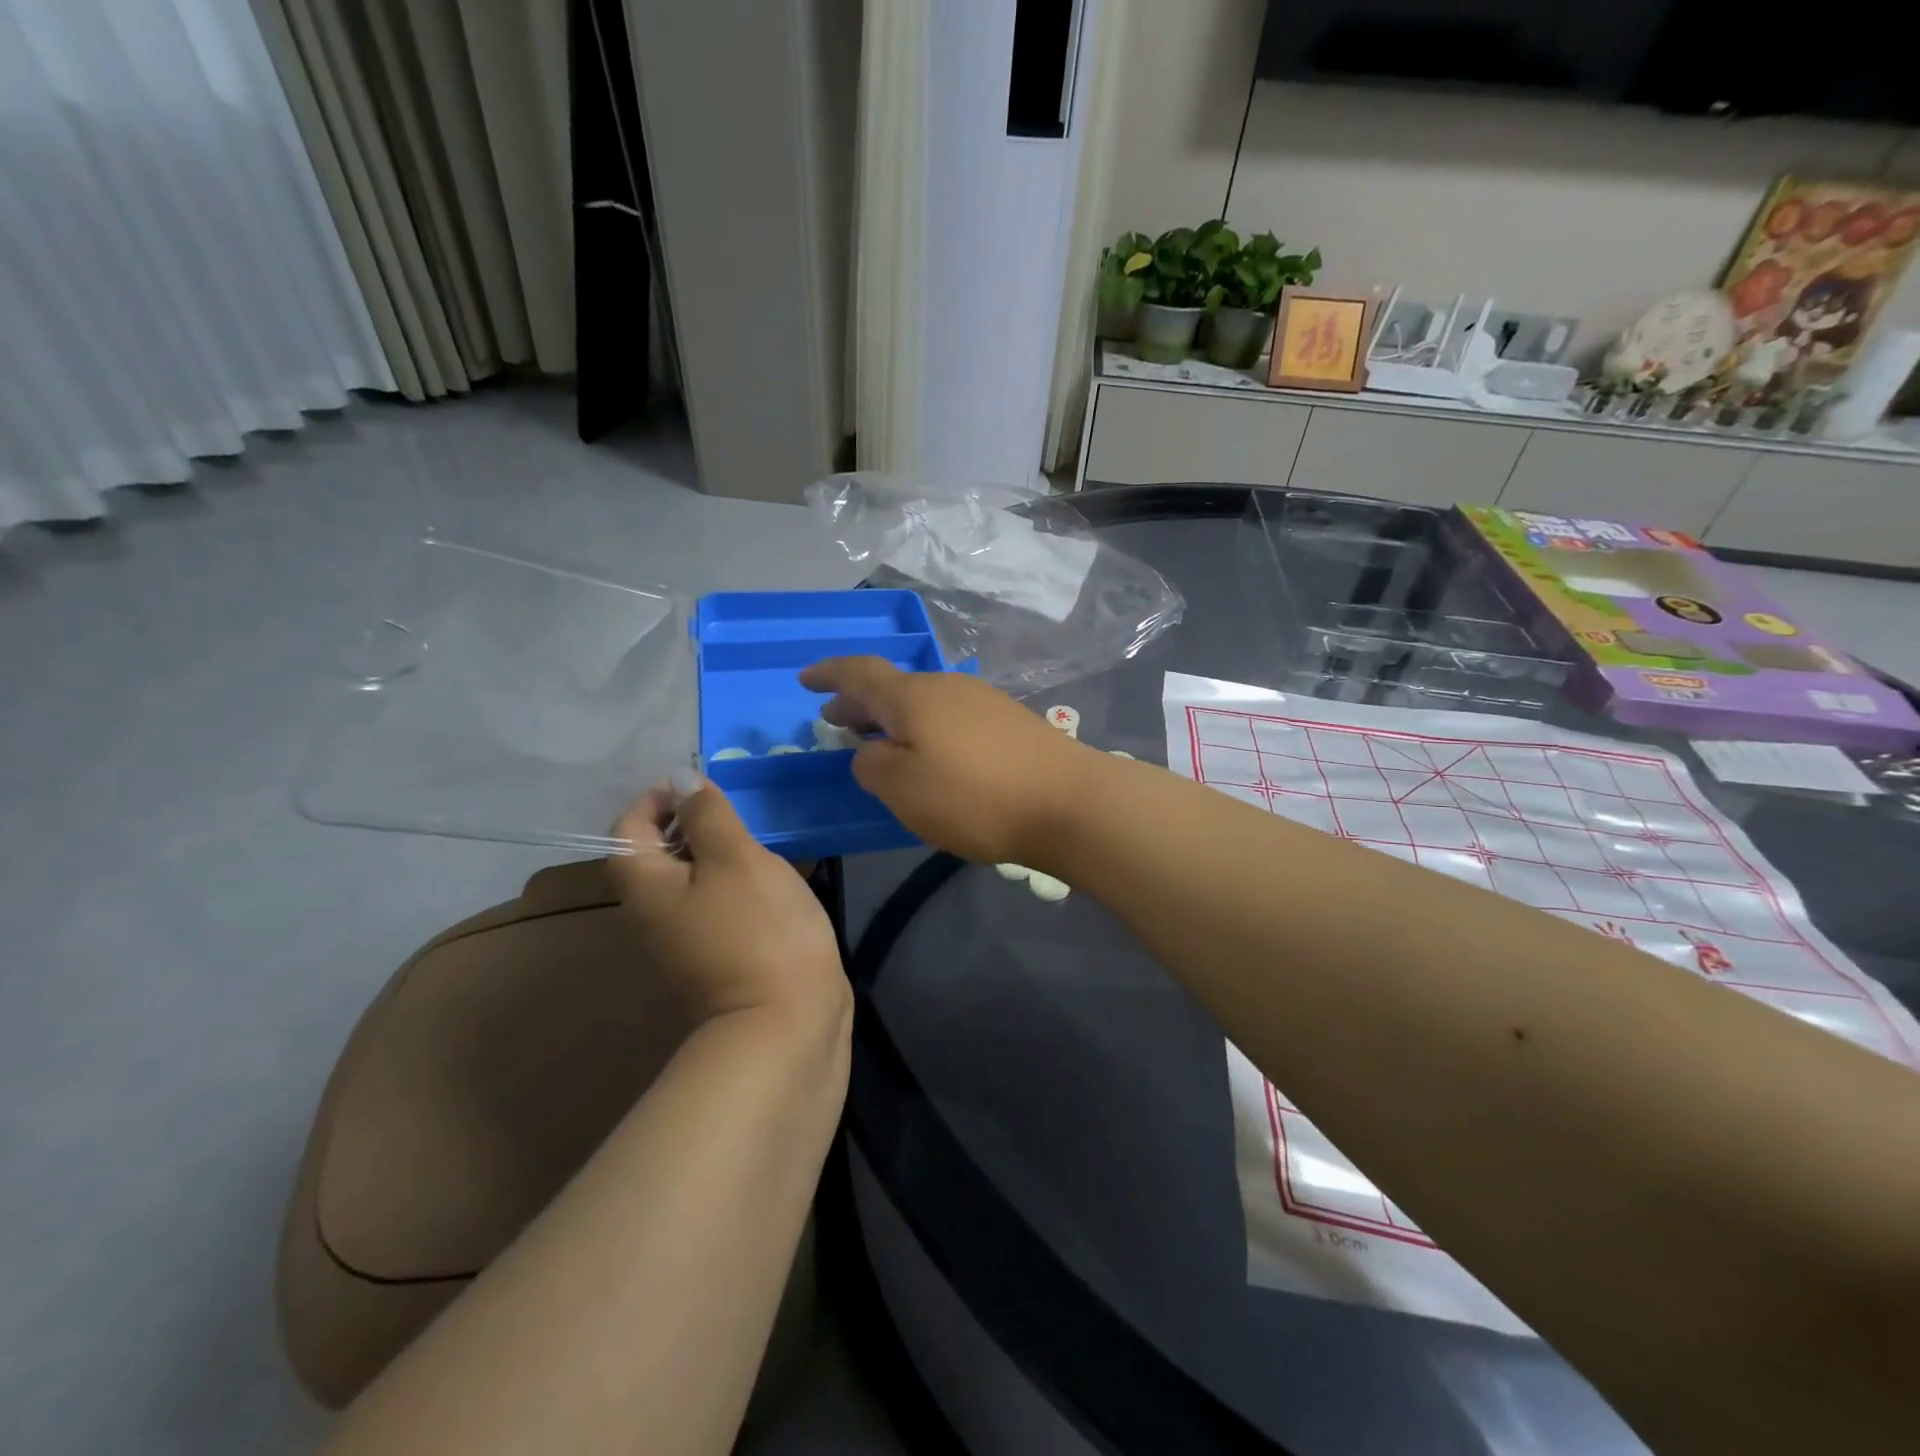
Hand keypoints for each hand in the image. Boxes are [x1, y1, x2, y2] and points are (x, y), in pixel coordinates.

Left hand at [611, 780, 848, 1030]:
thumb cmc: (757, 929)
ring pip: (698, 876)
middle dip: (698, 821)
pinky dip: (745, 879)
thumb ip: (706, 815)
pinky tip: (782, 874)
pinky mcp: (725, 952)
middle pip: (662, 851)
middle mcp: (657, 912)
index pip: (629, 826)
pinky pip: (725, 901)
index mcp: (647, 885)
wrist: (786, 1023)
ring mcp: (691, 936)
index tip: (702, 786)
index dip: (659, 797)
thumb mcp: (734, 858)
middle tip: (743, 809)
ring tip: (767, 836)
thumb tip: (682, 778)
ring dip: (727, 850)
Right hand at [798, 657, 1101, 865]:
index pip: (859, 673)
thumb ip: (872, 767)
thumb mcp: (903, 790)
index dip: (828, 674)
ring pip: (922, 703)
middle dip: (858, 703)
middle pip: (892, 688)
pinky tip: (928, 755)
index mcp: (913, 696)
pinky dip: (924, 729)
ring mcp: (982, 701)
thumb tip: (871, 752)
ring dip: (893, 719)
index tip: (804, 680)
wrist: (1068, 802)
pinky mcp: (1008, 722)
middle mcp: (947, 687)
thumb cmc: (974, 797)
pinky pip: (949, 717)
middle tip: (834, 721)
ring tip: (876, 741)